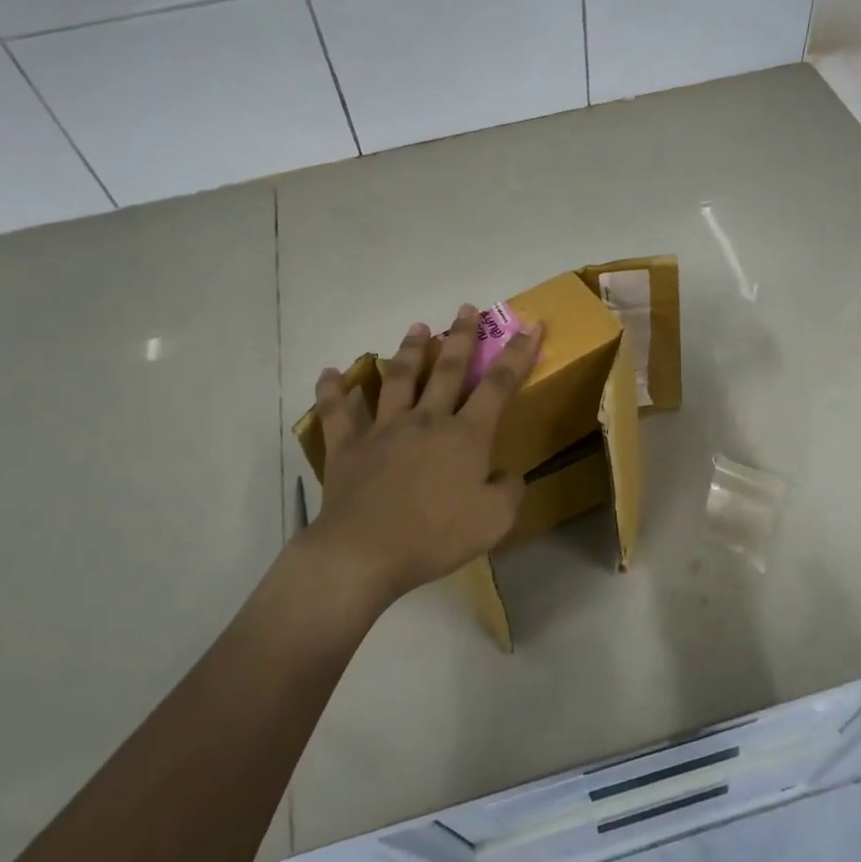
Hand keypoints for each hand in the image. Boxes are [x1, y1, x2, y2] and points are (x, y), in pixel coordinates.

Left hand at [302, 304, 540, 610]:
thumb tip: (508, 473)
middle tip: (466, 308)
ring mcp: (383, 429)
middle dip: (460, 336)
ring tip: (416, 327)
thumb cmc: (435, 536)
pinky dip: (333, 391)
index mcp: (465, 435)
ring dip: (408, 350)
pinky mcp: (347, 446)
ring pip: (398, 378)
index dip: (517, 354)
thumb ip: (509, 491)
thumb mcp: (494, 521)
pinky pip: (337, 412)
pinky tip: (330, 373)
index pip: (498, 385)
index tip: (531, 325)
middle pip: (447, 369)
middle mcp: (426, 420)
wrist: (365, 552)